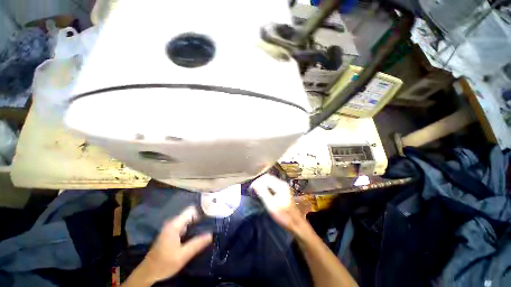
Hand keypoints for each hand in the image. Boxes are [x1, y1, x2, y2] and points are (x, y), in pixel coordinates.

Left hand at [124, 207, 211, 285]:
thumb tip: (211, 234)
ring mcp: (171, 228)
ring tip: (208, 227)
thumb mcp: (182, 256)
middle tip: (212, 222)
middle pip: (190, 214)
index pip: (191, 210)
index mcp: (174, 225)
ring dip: (197, 223)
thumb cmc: (164, 263)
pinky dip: (192, 227)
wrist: (148, 273)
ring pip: (188, 220)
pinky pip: (185, 225)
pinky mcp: (171, 233)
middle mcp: (172, 223)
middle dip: (201, 217)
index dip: (202, 211)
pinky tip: (198, 233)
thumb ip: (197, 244)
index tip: (212, 215)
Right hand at [251, 174, 306, 235]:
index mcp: (280, 185)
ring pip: (270, 181)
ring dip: (262, 184)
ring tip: (256, 191)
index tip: (251, 189)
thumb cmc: (283, 215)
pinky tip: (263, 193)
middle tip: (252, 190)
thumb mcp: (271, 205)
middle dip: (259, 182)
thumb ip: (263, 192)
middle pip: (268, 178)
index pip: (265, 178)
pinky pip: (272, 185)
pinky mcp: (283, 191)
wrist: (296, 223)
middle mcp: (282, 183)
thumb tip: (255, 183)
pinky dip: (266, 187)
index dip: (257, 181)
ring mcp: (283, 187)